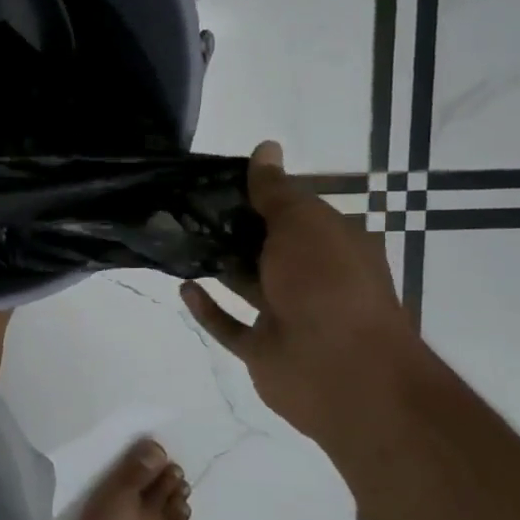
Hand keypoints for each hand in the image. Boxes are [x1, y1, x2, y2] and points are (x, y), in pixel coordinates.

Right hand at [181, 140, 418, 442]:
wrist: (343, 371)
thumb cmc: (328, 283)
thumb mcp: (303, 223)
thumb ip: (276, 191)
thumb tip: (266, 148)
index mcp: (334, 245)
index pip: (294, 211)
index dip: (259, 195)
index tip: (217, 180)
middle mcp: (313, 278)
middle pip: (267, 247)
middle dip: (231, 228)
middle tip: (184, 206)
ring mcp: (287, 315)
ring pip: (246, 284)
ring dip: (217, 264)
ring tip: (177, 239)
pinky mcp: (262, 348)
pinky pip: (229, 325)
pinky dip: (208, 308)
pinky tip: (185, 286)